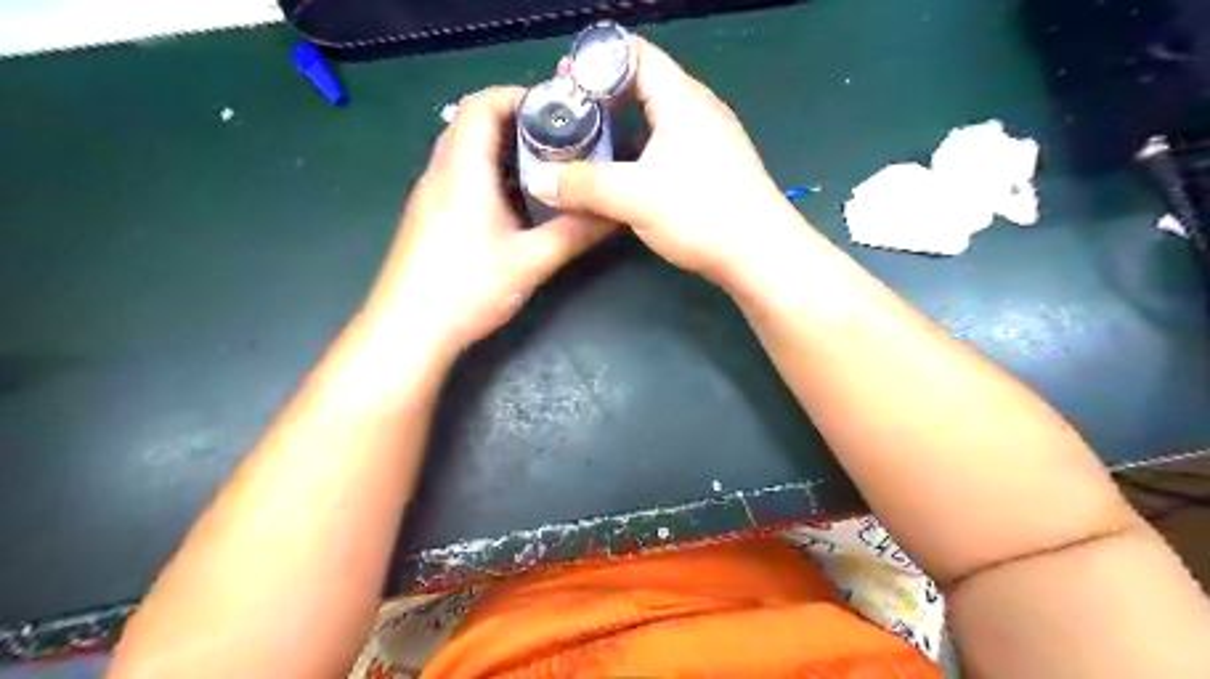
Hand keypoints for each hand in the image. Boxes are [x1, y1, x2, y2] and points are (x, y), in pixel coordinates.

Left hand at [355, 87, 605, 357]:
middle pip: (471, 123)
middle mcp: (440, 174)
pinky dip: (488, 174)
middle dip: (515, 122)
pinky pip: (458, 176)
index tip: (556, 111)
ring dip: (501, 150)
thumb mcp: (531, 262)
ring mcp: (428, 196)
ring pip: (464, 151)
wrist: (408, 331)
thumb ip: (575, 233)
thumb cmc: (468, 290)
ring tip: (542, 168)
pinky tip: (514, 204)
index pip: (482, 105)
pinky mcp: (427, 217)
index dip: (518, 96)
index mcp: (463, 173)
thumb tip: (616, 214)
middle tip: (558, 139)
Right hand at [529, 37, 795, 282]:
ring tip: (590, 140)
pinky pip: (669, 143)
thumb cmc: (700, 213)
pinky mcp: (714, 166)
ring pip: (658, 116)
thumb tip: (538, 180)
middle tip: (571, 113)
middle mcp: (699, 109)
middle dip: (604, 93)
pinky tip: (625, 171)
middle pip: (645, 82)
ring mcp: (710, 138)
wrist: (759, 254)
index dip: (597, 60)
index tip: (564, 80)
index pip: (636, 54)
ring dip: (623, 124)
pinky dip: (641, 148)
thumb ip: (583, 185)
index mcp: (682, 99)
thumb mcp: (633, 197)